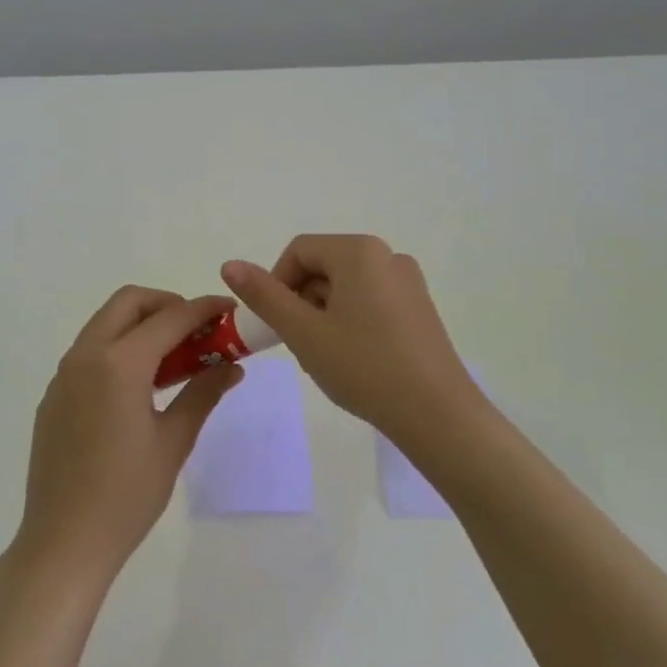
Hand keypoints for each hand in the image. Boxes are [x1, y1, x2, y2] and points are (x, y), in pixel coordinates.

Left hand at [14, 286, 243, 587]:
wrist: (63, 543)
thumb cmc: (126, 495)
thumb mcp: (173, 442)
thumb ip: (202, 394)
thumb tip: (232, 367)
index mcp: (119, 364)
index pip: (169, 318)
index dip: (203, 309)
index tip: (229, 310)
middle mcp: (86, 356)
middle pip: (128, 303)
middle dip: (166, 304)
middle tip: (196, 331)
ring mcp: (64, 375)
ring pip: (105, 324)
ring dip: (140, 325)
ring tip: (173, 359)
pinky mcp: (54, 396)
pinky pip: (89, 352)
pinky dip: (118, 348)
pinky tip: (138, 387)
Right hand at [221, 235, 480, 446]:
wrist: (437, 414)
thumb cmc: (363, 367)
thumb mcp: (303, 332)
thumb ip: (264, 295)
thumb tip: (229, 264)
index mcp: (359, 251)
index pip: (299, 251)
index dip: (277, 284)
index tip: (277, 325)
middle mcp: (387, 255)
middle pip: (324, 266)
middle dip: (302, 301)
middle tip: (300, 345)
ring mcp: (408, 281)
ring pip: (346, 287)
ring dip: (324, 314)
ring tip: (328, 357)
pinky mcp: (419, 307)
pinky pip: (371, 301)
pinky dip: (351, 321)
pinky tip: (355, 359)